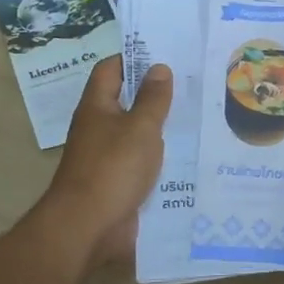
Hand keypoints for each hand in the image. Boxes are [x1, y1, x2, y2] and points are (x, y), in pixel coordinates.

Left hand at [38, 56, 171, 267]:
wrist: (87, 227)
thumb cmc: (113, 168)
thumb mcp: (140, 128)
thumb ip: (153, 98)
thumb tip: (159, 67)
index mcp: (96, 106)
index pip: (111, 69)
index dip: (134, 58)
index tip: (165, 56)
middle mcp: (97, 127)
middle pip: (125, 101)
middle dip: (154, 93)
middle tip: (191, 85)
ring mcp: (105, 156)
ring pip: (135, 133)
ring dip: (160, 127)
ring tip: (196, 116)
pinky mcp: (116, 182)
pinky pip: (139, 162)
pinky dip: (158, 157)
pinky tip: (185, 156)